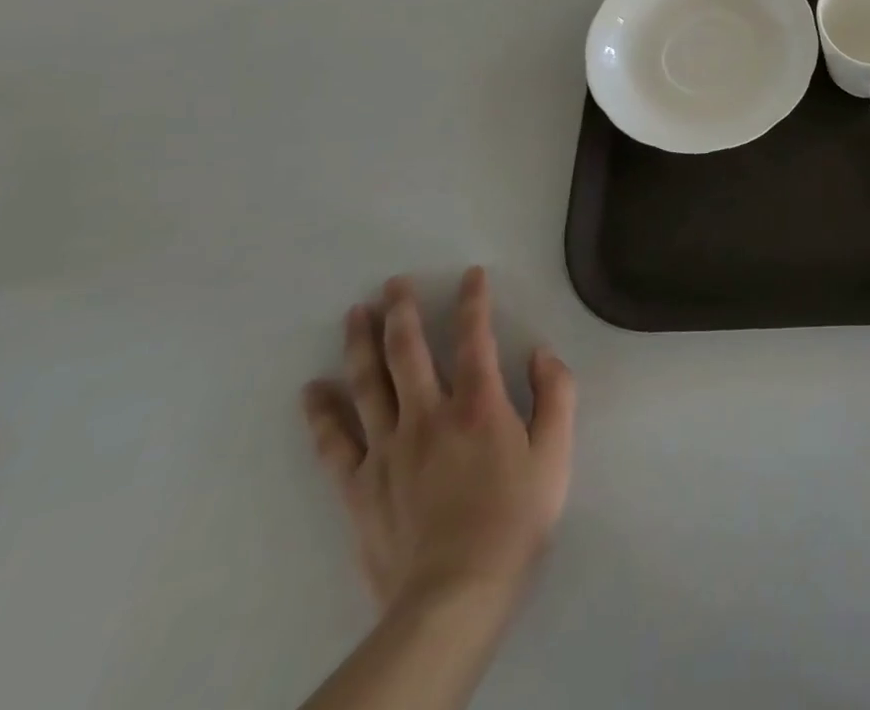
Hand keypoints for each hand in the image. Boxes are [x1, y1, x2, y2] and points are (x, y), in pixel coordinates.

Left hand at [301, 268, 575, 619]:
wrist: (455, 594)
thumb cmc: (515, 518)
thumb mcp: (556, 452)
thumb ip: (556, 394)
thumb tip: (541, 353)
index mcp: (479, 404)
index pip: (474, 337)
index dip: (473, 301)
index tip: (471, 274)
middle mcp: (428, 415)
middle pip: (408, 352)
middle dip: (402, 311)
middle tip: (392, 283)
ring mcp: (387, 450)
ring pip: (368, 385)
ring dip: (360, 344)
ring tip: (354, 313)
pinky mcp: (359, 487)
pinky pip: (334, 443)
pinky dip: (321, 413)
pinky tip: (313, 390)